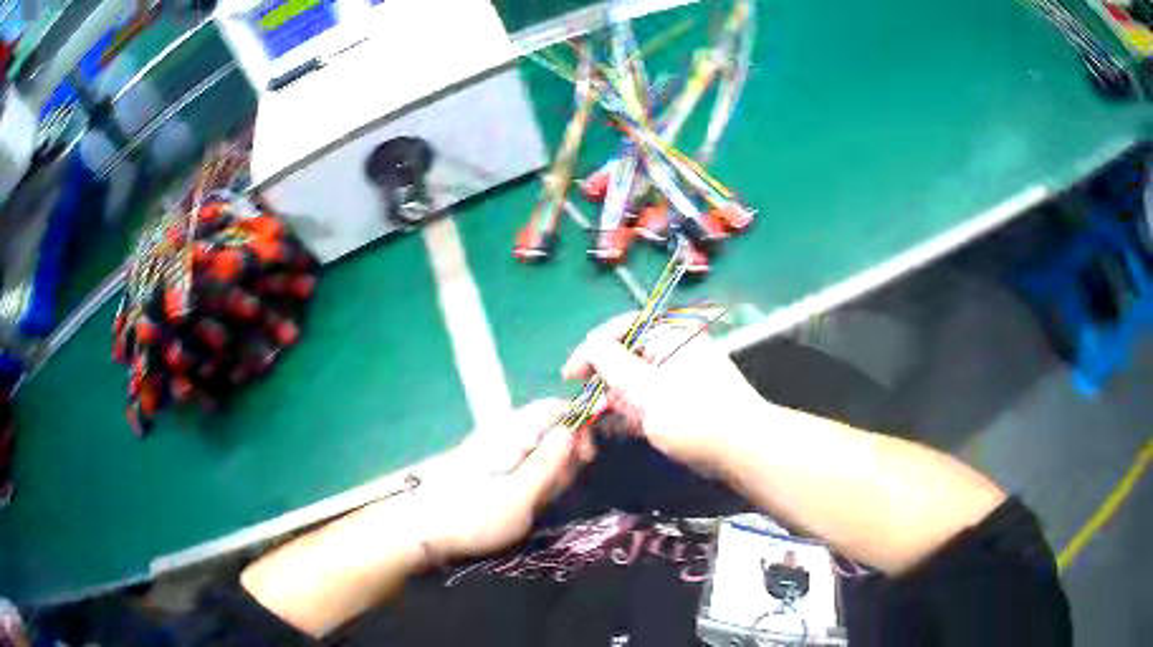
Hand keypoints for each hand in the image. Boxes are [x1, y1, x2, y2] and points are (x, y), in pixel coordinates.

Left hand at [418, 399, 593, 561]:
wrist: (422, 531)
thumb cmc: (475, 516)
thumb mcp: (520, 497)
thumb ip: (548, 464)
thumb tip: (571, 431)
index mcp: (511, 433)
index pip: (553, 408)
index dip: (578, 424)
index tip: (587, 457)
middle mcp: (500, 433)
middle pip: (546, 426)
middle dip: (563, 452)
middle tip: (561, 486)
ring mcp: (489, 449)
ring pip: (534, 447)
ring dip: (547, 469)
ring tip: (541, 498)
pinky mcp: (483, 466)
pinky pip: (518, 462)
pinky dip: (530, 477)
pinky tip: (524, 500)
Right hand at [562, 314, 766, 473]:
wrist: (742, 449)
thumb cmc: (692, 415)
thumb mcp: (644, 388)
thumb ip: (610, 362)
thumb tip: (590, 344)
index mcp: (669, 333)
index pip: (620, 328)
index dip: (591, 350)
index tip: (569, 376)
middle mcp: (674, 348)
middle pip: (626, 356)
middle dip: (601, 381)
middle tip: (581, 404)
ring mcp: (680, 375)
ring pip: (635, 382)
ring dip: (612, 400)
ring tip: (591, 421)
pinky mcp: (683, 401)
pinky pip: (649, 400)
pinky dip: (630, 413)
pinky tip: (612, 429)